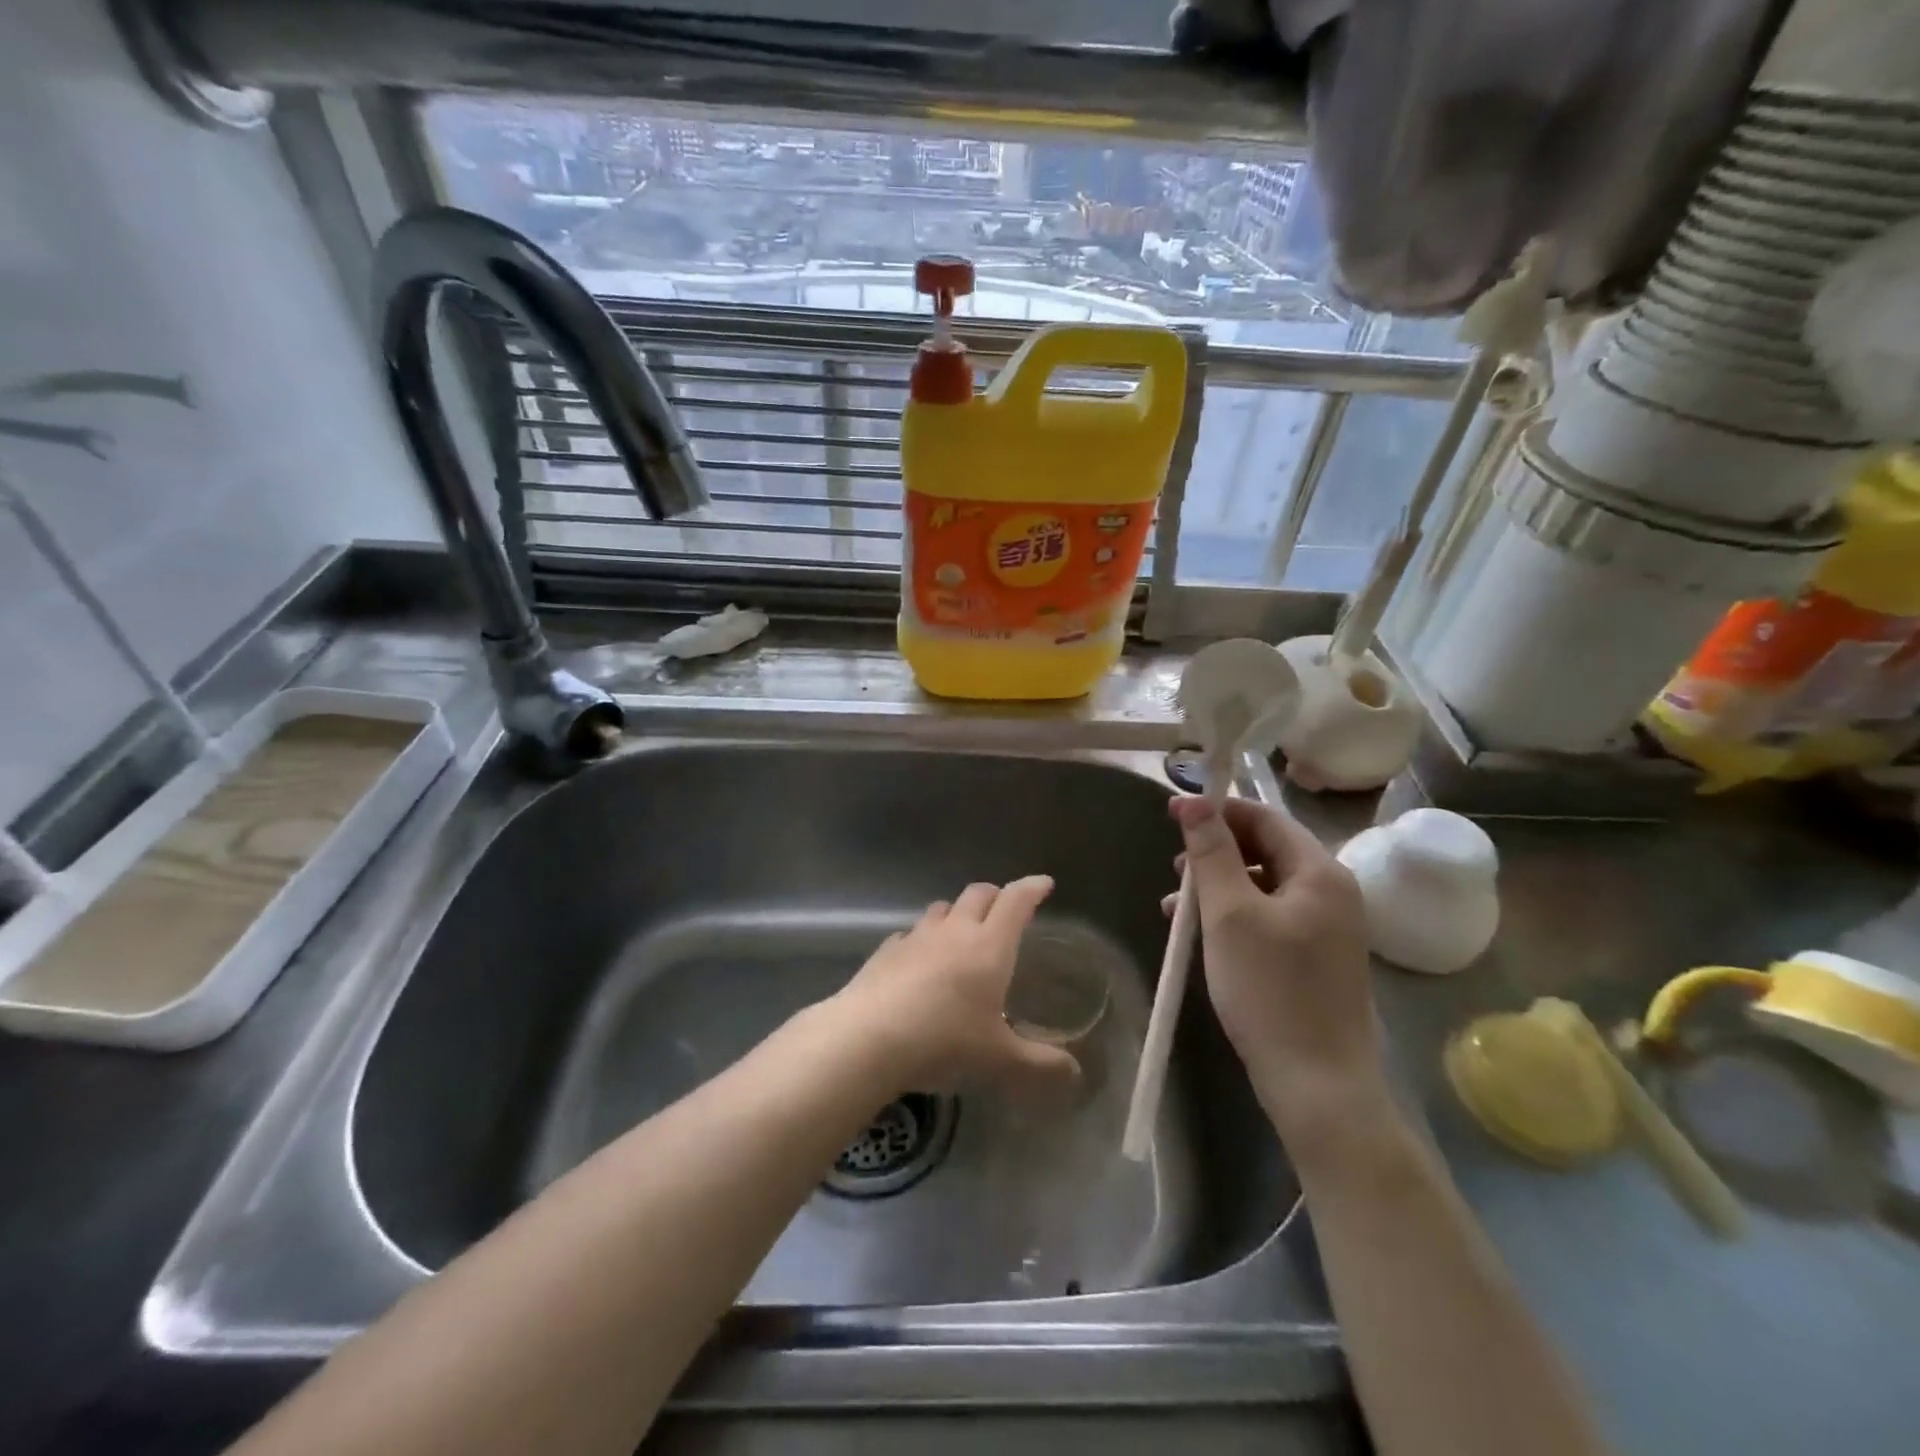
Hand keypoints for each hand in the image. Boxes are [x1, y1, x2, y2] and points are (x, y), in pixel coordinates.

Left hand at [830, 877, 1080, 1101]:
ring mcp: (916, 937)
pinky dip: (922, 939)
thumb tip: (1074, 1073)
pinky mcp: (886, 951)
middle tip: (1005, 908)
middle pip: (978, 894)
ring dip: (957, 912)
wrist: (868, 1038)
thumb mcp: (999, 1060)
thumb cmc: (944, 1041)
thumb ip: (1039, 1064)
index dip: (1031, 889)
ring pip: (941, 908)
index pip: (1016, 901)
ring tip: (962, 930)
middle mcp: (954, 931)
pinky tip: (919, 959)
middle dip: (995, 895)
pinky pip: (910, 934)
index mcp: (989, 946)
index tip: (1043, 883)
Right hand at [1166, 798, 1386, 1130]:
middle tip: (1174, 869)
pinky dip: (1234, 916)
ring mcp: (1327, 928)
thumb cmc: (1269, 990)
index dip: (1217, 811)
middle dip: (1215, 853)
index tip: (1171, 815)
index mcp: (1320, 873)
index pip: (1265, 818)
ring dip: (1219, 887)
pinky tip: (1202, 935)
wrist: (1318, 1086)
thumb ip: (1211, 853)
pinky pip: (1270, 917)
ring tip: (1177, 908)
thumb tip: (1193, 801)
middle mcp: (1332, 892)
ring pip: (1263, 886)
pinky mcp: (1316, 958)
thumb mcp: (1229, 915)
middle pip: (1266, 849)